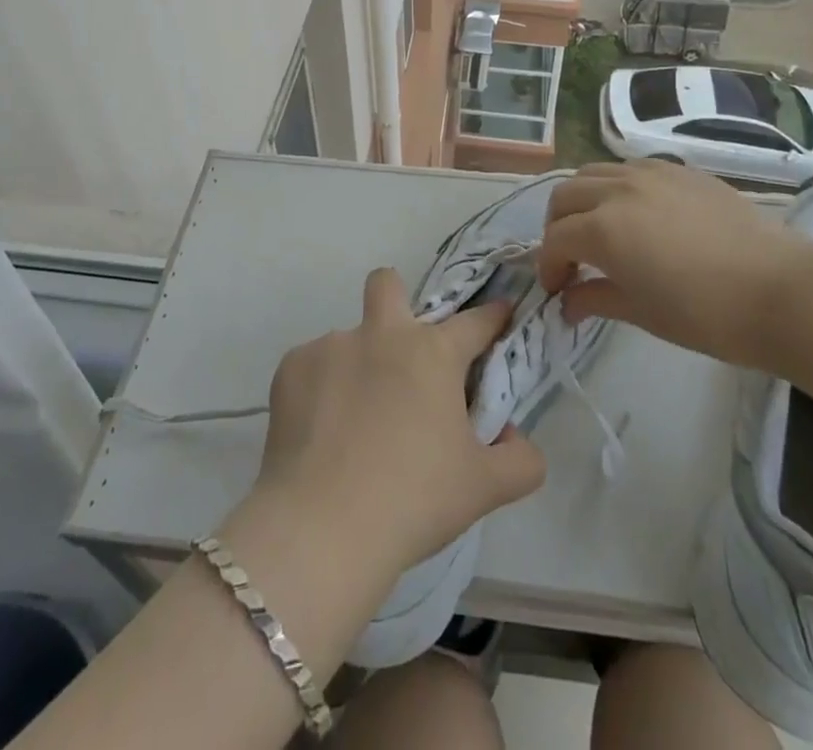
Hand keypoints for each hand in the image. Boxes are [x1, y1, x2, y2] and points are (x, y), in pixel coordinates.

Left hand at [248, 268, 546, 585]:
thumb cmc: (413, 500)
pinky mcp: (291, 368)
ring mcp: (331, 346)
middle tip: (401, 354)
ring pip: (348, 337)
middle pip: (388, 283)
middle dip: (397, 301)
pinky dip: (320, 390)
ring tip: (353, 423)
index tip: (498, 317)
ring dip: (357, 365)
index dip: (492, 316)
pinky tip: (321, 434)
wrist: (322, 528)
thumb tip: (516, 440)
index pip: (475, 320)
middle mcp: (382, 333)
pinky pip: (312, 367)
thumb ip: (521, 460)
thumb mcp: (484, 489)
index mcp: (433, 352)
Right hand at [537, 161, 812, 366]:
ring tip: (598, 229)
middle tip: (570, 258)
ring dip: (583, 200)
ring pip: (594, 173)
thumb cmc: (706, 313)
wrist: (780, 290)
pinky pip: (631, 168)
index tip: (556, 291)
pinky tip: (636, 213)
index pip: (555, 240)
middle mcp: (618, 190)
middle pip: (565, 196)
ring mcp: (651, 173)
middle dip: (557, 227)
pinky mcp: (681, 170)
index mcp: (603, 228)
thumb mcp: (642, 312)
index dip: (548, 266)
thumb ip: (596, 298)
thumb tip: (567, 304)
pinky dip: (617, 186)